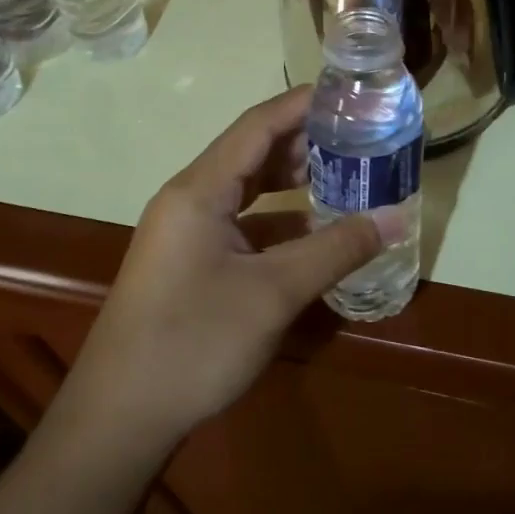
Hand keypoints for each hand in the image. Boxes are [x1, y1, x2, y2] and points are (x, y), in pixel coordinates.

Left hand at [55, 87, 403, 452]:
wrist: (119, 419)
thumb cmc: (193, 342)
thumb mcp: (274, 293)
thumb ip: (336, 249)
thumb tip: (395, 218)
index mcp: (199, 190)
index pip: (257, 126)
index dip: (302, 104)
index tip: (348, 94)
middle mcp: (189, 199)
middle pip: (252, 152)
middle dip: (304, 141)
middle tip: (358, 135)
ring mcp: (186, 232)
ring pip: (246, 189)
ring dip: (291, 181)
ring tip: (345, 173)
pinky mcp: (190, 262)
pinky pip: (241, 224)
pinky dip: (278, 220)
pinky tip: (314, 233)